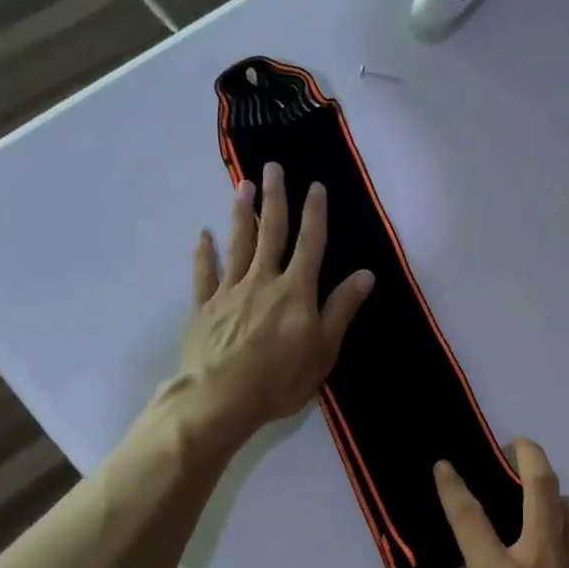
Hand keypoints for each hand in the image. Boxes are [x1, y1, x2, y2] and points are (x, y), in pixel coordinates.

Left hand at [177, 162, 374, 442]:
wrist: (220, 399)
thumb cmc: (280, 379)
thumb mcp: (324, 349)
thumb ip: (341, 309)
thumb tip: (365, 274)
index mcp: (296, 291)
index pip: (310, 244)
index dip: (314, 214)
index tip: (315, 186)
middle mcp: (263, 281)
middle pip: (270, 233)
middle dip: (275, 199)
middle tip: (273, 168)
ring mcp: (230, 292)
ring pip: (238, 244)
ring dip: (241, 214)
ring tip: (242, 186)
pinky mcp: (204, 307)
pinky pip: (204, 273)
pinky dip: (204, 252)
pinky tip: (203, 234)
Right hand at [388, 440, 568, 567]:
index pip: (469, 514)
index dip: (451, 485)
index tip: (443, 466)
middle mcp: (543, 560)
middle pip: (542, 486)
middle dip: (527, 454)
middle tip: (514, 442)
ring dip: (555, 489)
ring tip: (537, 493)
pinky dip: (568, 521)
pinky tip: (554, 541)